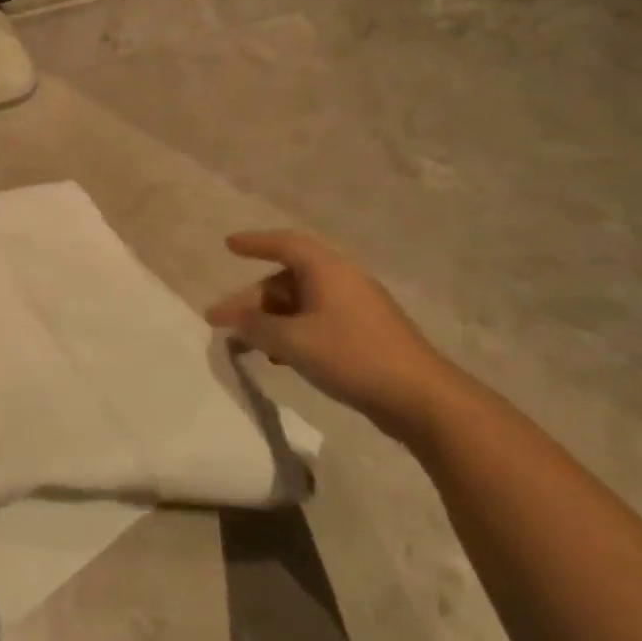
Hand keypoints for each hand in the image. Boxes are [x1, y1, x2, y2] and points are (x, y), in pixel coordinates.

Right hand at [207, 230, 461, 448]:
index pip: (284, 245)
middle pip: (286, 281)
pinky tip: (279, 358)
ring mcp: (355, 308)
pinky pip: (316, 322)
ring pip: (299, 305)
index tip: (228, 245)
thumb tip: (235, 320)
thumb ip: (255, 327)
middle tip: (221, 321)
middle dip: (251, 300)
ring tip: (245, 346)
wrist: (420, 397)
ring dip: (269, 321)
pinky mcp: (363, 334)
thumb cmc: (351, 356)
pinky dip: (292, 333)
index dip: (254, 243)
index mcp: (326, 270)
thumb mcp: (291, 341)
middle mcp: (341, 281)